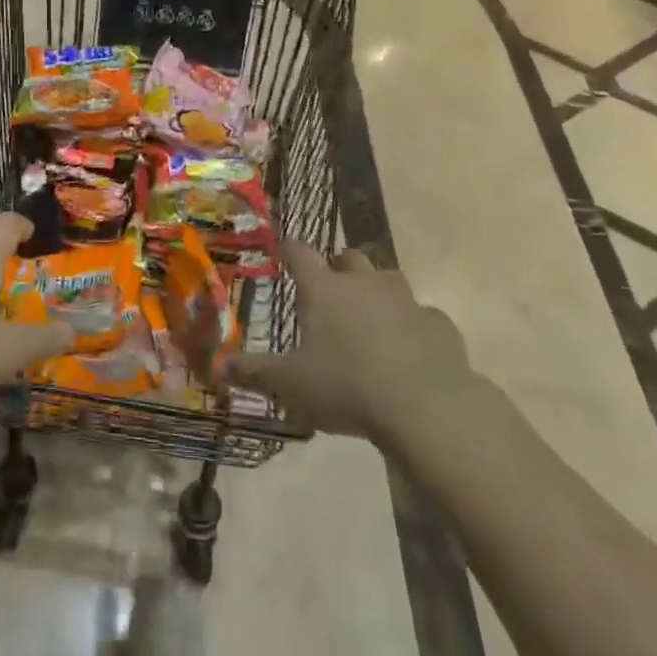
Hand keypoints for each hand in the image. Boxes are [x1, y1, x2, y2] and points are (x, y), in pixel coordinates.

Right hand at [227, 241, 473, 445]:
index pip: (299, 252)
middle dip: (338, 268)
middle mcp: (363, 282)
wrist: (426, 407)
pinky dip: (412, 326)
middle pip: (348, 257)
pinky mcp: (438, 324)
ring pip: (388, 279)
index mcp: (323, 289)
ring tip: (369, 319)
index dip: (289, 248)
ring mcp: (405, 299)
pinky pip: (421, 316)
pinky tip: (409, 351)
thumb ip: (254, 372)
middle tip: (329, 291)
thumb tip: (218, 366)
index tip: (283, 250)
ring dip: (376, 292)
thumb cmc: (346, 387)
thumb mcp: (290, 384)